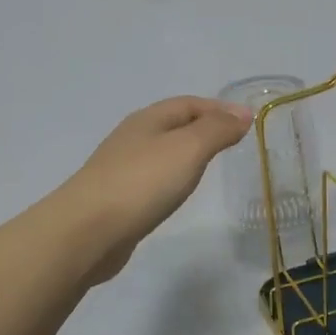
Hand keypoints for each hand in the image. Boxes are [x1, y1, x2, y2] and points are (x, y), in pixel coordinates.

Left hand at [59, 96, 252, 281]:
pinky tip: (177, 192)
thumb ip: (216, 130)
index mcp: (148, 119)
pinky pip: (152, 178)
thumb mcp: (188, 149)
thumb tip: (242, 115)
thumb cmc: (142, 183)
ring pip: (161, 151)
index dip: (219, 108)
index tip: (248, 121)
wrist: (87, 231)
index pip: (189, 103)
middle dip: (203, 127)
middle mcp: (132, 137)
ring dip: (186, 153)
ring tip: (210, 165)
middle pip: (173, 124)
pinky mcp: (117, 198)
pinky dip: (171, 177)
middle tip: (232, 142)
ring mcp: (121, 168)